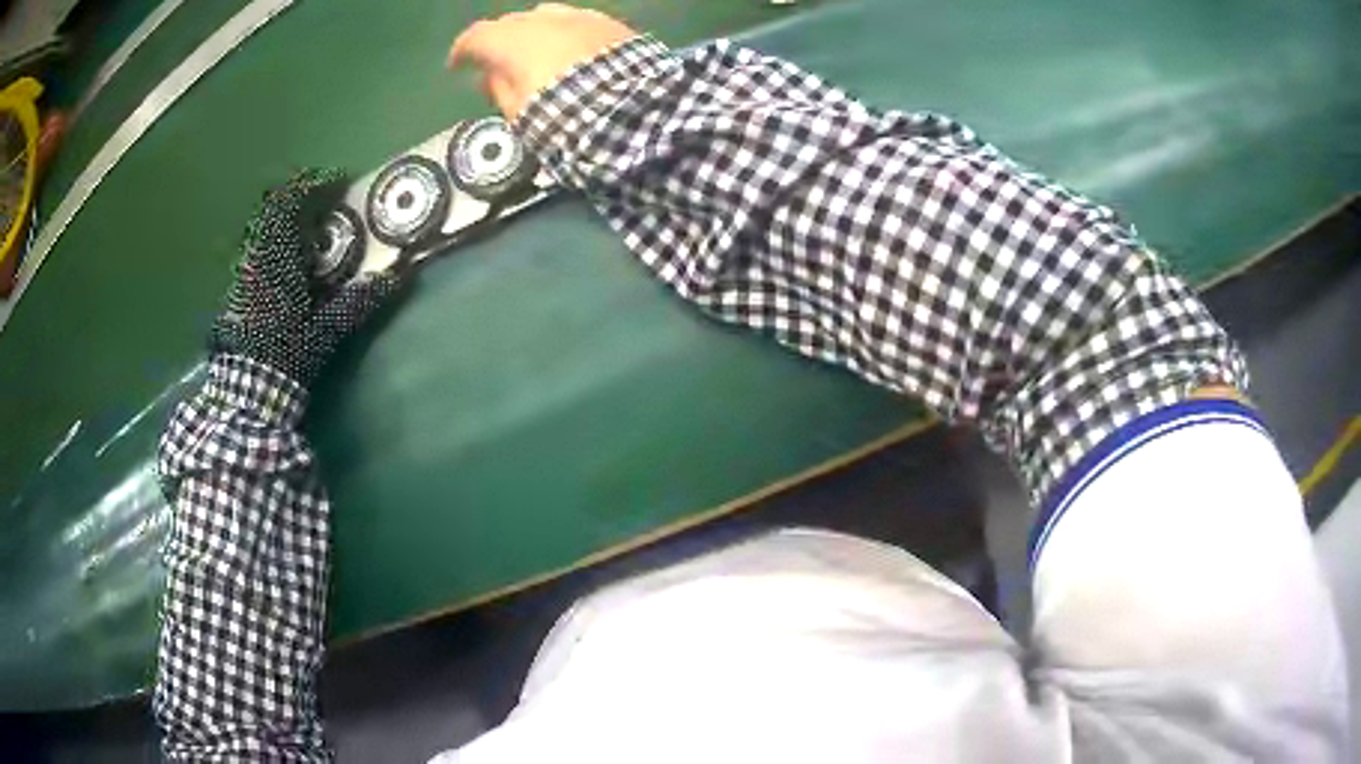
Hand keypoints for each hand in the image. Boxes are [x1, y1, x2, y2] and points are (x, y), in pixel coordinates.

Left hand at [211, 168, 403, 385]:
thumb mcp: (326, 332)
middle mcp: (259, 256)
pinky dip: (275, 236)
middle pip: (274, 206)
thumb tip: (396, 278)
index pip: (292, 204)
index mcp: (280, 259)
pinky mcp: (239, 285)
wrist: (248, 389)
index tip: (340, 183)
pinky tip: (288, 254)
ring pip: (263, 224)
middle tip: (325, 196)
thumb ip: (357, 302)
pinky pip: (258, 244)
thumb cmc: (286, 356)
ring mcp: (245, 269)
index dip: (316, 185)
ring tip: (309, 222)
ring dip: (287, 215)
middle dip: (300, 194)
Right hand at [448, 3, 636, 119]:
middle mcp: (544, 20)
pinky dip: (564, 33)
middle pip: (511, 23)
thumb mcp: (520, 113)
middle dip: (499, 41)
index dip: (462, 51)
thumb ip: (499, 88)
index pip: (476, 37)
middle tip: (497, 64)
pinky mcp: (610, 23)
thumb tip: (490, 75)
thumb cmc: (565, 118)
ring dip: (533, 32)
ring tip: (535, 54)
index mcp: (514, 41)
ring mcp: (580, 17)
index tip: (456, 66)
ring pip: (545, 16)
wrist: (634, 113)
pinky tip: (569, 51)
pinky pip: (577, 21)